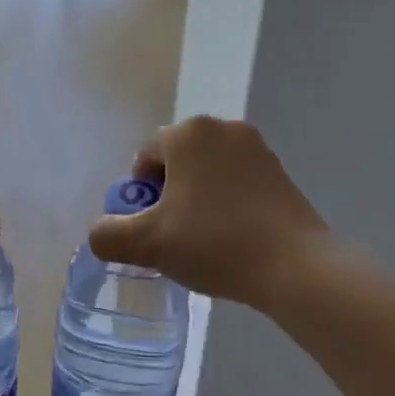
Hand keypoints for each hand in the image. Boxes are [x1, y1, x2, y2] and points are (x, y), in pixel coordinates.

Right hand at [88, 116, 334, 307]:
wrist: (295, 266)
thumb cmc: (215, 243)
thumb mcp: (149, 244)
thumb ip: (109, 236)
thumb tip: (99, 234)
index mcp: (188, 133)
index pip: (146, 157)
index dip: (141, 195)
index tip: (151, 228)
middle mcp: (223, 128)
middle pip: (177, 161)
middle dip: (169, 195)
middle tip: (173, 236)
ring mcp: (257, 148)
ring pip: (208, 172)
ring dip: (198, 200)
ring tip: (204, 241)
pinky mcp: (281, 172)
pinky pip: (238, 183)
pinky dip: (228, 204)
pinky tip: (233, 238)